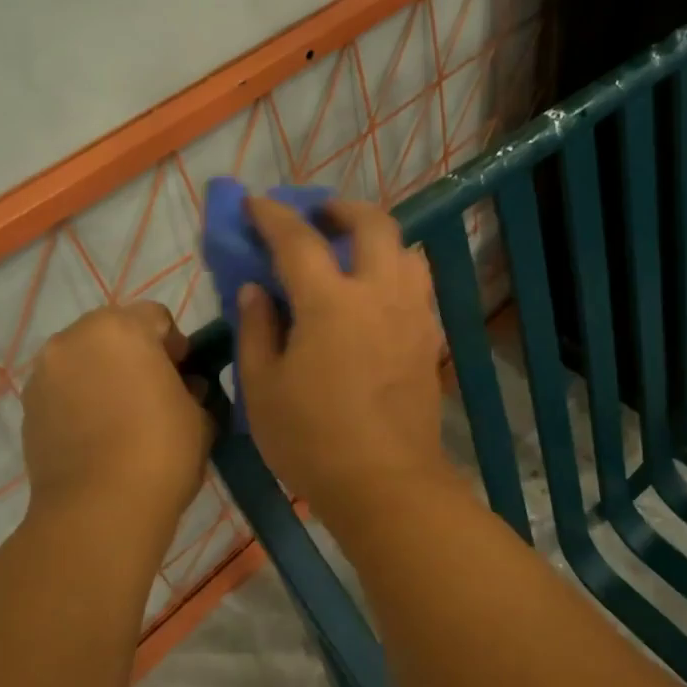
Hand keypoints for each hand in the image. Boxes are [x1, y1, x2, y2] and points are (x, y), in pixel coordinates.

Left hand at [20, 302, 212, 544]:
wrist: (98, 510)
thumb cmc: (161, 451)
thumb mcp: (199, 414)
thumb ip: (191, 388)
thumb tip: (181, 385)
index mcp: (121, 329)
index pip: (156, 317)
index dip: (175, 345)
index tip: (184, 377)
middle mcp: (75, 339)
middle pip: (113, 331)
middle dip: (135, 353)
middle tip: (153, 392)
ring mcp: (44, 373)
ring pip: (84, 358)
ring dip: (103, 373)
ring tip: (121, 415)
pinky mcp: (27, 407)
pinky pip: (62, 387)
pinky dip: (79, 398)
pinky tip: (96, 432)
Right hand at [235, 197, 455, 524]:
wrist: (385, 483)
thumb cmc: (312, 440)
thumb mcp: (263, 388)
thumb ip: (257, 329)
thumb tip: (256, 290)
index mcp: (331, 302)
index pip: (298, 240)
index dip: (273, 216)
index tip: (256, 203)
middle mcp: (379, 294)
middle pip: (373, 224)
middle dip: (342, 208)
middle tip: (319, 217)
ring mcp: (413, 314)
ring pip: (407, 251)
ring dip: (379, 238)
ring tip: (354, 252)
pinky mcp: (430, 339)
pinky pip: (419, 286)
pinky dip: (397, 273)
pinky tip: (378, 296)